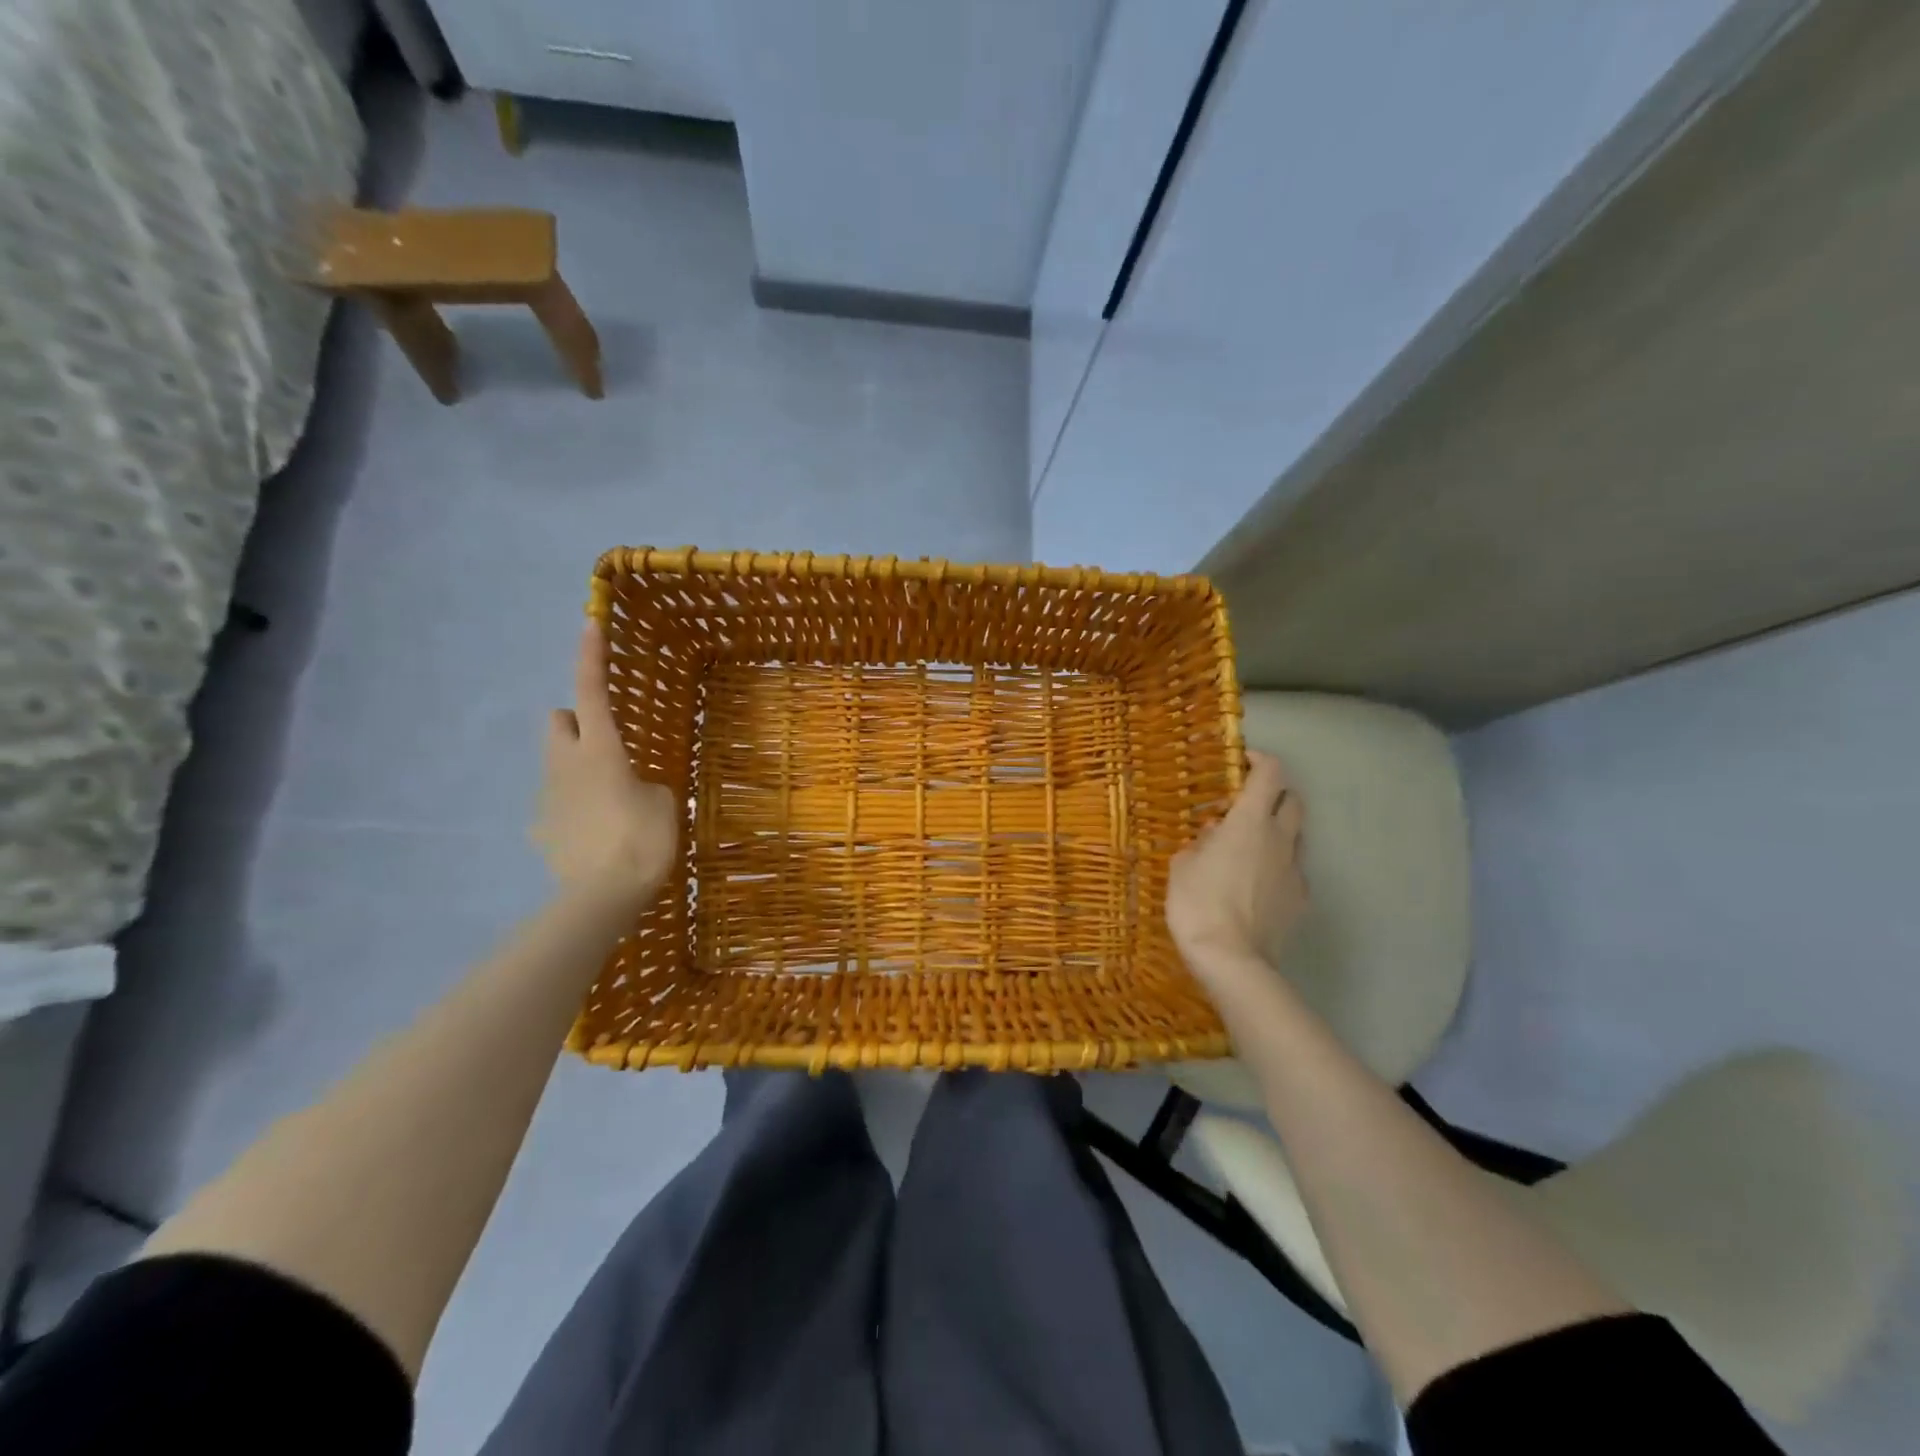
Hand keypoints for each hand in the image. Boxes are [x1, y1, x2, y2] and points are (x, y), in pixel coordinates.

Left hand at [534, 622, 678, 908]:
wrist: (603, 897)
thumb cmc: (642, 839)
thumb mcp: (664, 803)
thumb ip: (646, 784)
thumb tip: (632, 788)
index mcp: (600, 750)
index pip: (591, 691)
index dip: (591, 656)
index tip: (589, 623)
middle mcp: (564, 764)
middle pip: (557, 720)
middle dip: (576, 720)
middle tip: (608, 744)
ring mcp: (547, 797)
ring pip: (556, 762)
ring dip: (578, 766)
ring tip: (610, 800)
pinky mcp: (541, 828)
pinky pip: (558, 803)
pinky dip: (575, 807)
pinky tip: (596, 834)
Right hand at [1166, 750, 1308, 984]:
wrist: (1232, 960)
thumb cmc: (1198, 903)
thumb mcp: (1182, 866)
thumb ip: (1199, 844)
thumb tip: (1214, 836)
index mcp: (1250, 821)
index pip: (1270, 773)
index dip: (1259, 759)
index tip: (1241, 761)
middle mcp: (1280, 839)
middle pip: (1293, 800)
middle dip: (1274, 794)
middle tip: (1247, 803)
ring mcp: (1295, 871)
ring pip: (1296, 837)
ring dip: (1277, 832)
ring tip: (1249, 847)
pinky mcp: (1300, 901)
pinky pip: (1293, 872)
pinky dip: (1278, 867)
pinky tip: (1257, 884)